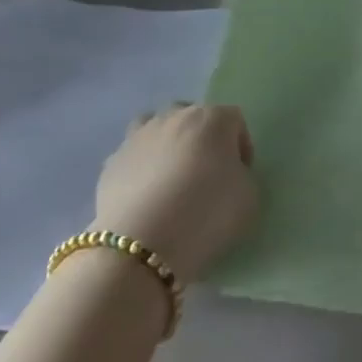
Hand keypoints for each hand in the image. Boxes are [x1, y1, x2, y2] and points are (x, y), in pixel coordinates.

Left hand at [93, 105, 257, 282]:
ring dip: (169, 144)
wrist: (141, 244)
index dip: (242, 147)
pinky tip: (147, 196)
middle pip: (194, 117)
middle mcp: (174, 117)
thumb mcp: (249, 197)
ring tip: (172, 178)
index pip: (235, 120)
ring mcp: (138, 136)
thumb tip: (227, 173)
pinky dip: (142, 167)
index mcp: (212, 119)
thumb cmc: (206, 213)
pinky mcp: (111, 161)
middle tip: (207, 174)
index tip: (240, 175)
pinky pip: (135, 155)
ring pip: (158, 127)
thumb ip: (242, 175)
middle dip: (204, 140)